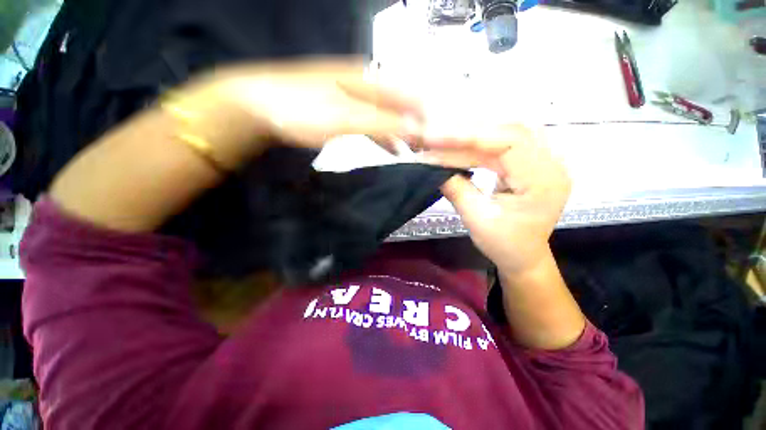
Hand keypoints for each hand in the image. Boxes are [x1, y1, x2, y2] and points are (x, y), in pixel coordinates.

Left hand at [200, 58, 423, 148]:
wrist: (258, 106)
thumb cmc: (304, 109)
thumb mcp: (349, 118)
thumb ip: (385, 123)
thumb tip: (419, 128)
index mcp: (368, 78)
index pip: (409, 95)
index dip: (426, 115)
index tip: (439, 137)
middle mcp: (365, 82)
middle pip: (400, 105)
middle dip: (417, 126)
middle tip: (430, 148)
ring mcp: (353, 97)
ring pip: (387, 116)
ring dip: (401, 134)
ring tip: (414, 153)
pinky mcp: (343, 111)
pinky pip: (373, 123)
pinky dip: (385, 137)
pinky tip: (390, 149)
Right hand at [422, 125, 570, 275]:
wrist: (524, 257)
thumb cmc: (504, 245)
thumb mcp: (477, 219)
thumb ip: (456, 189)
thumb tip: (431, 165)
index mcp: (544, 181)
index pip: (508, 142)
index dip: (469, 136)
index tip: (434, 138)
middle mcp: (550, 163)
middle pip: (506, 132)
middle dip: (464, 134)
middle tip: (431, 137)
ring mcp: (543, 160)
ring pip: (503, 133)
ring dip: (470, 135)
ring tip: (440, 139)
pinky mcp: (530, 162)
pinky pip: (502, 144)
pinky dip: (476, 144)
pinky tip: (458, 146)